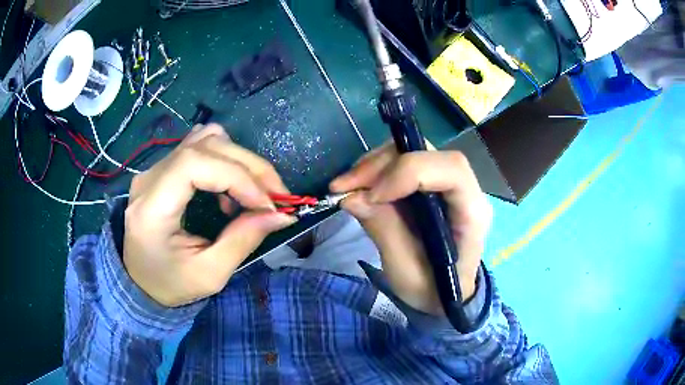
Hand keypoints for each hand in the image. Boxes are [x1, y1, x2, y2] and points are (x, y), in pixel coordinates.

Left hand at [124, 124, 295, 306]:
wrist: (141, 282)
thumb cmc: (171, 285)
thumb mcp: (210, 275)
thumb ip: (243, 240)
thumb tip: (281, 215)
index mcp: (151, 208)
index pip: (194, 164)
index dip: (237, 176)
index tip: (266, 205)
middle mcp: (149, 178)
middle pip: (206, 145)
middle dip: (249, 167)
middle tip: (276, 196)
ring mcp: (155, 168)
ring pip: (205, 138)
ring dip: (238, 160)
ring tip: (252, 193)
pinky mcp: (163, 168)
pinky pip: (199, 146)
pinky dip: (224, 159)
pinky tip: (228, 188)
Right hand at [330, 143, 491, 315]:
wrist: (442, 296)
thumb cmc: (432, 289)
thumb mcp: (406, 272)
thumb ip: (384, 231)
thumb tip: (351, 196)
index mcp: (472, 213)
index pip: (451, 170)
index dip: (409, 172)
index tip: (372, 196)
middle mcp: (465, 189)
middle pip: (426, 152)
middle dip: (382, 164)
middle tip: (345, 185)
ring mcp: (446, 184)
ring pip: (411, 152)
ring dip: (374, 165)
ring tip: (346, 187)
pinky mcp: (428, 185)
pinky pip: (401, 163)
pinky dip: (375, 171)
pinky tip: (357, 186)